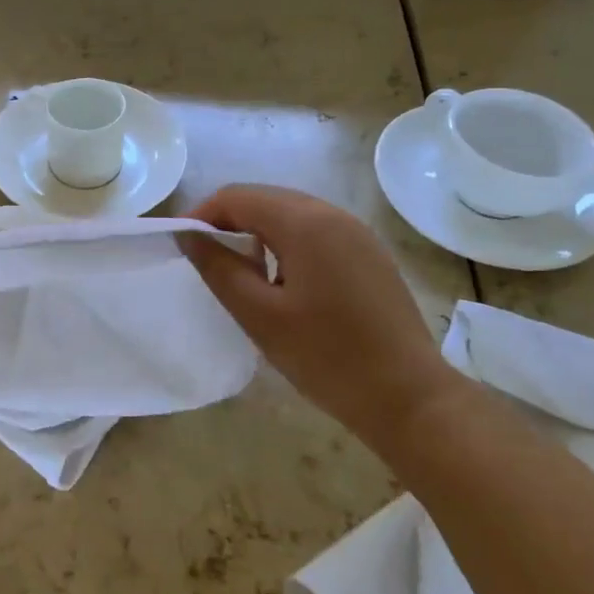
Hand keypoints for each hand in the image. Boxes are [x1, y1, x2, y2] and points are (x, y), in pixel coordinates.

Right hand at [180, 184, 458, 450]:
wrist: (410, 397)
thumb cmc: (326, 357)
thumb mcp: (259, 315)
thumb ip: (218, 268)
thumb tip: (187, 234)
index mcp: (304, 222)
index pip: (237, 196)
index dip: (202, 214)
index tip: (183, 245)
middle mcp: (332, 213)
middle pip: (265, 198)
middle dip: (228, 221)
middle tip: (207, 260)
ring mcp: (357, 232)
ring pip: (291, 213)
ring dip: (258, 232)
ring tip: (242, 273)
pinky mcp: (369, 253)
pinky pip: (316, 230)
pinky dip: (287, 243)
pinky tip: (283, 281)